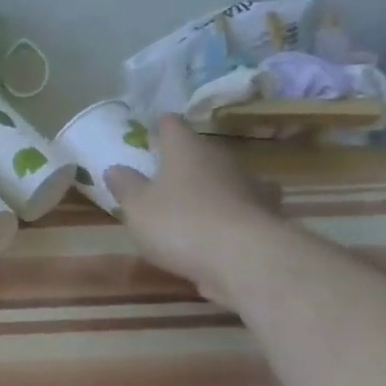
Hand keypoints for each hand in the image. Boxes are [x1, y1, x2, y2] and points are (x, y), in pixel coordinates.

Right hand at [105, 116, 284, 307]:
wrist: (249, 261)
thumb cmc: (181, 223)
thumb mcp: (137, 206)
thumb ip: (125, 185)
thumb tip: (116, 168)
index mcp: (186, 150)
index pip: (172, 125)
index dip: (161, 125)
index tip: (153, 126)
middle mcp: (221, 161)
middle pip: (202, 151)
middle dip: (186, 158)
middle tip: (167, 169)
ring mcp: (251, 189)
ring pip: (228, 177)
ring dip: (214, 184)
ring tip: (197, 197)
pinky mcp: (269, 218)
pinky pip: (246, 207)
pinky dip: (234, 211)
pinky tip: (224, 225)